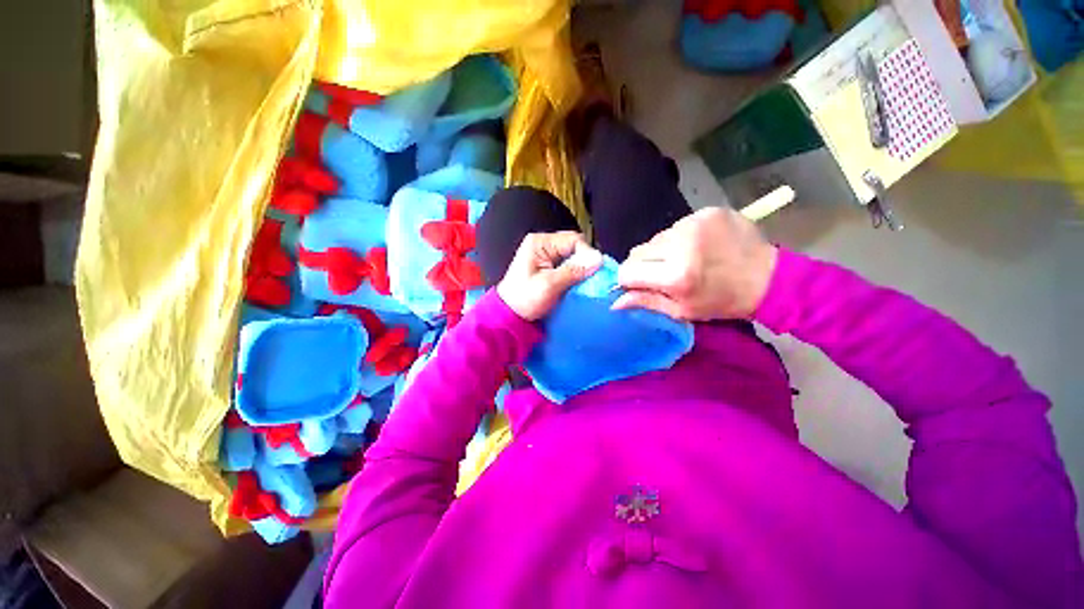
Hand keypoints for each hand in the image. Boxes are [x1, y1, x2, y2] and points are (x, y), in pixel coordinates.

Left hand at [497, 231, 602, 320]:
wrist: (511, 315)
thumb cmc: (525, 299)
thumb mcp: (549, 285)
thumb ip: (573, 271)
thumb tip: (598, 259)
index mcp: (540, 243)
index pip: (573, 239)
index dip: (587, 254)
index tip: (594, 271)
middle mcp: (544, 245)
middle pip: (574, 247)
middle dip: (584, 262)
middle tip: (590, 279)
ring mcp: (546, 256)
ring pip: (573, 258)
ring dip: (580, 270)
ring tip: (584, 283)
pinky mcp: (549, 267)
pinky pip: (569, 266)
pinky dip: (575, 275)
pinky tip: (577, 285)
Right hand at [613, 206, 777, 320]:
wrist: (768, 278)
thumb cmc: (722, 302)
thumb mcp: (682, 311)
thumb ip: (646, 302)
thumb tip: (614, 301)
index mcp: (676, 275)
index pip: (628, 271)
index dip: (629, 279)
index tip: (638, 284)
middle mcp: (681, 244)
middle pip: (637, 251)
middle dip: (643, 264)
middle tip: (662, 273)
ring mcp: (694, 223)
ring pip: (656, 238)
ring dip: (662, 250)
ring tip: (684, 258)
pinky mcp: (706, 211)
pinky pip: (676, 226)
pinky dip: (679, 239)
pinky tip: (697, 246)